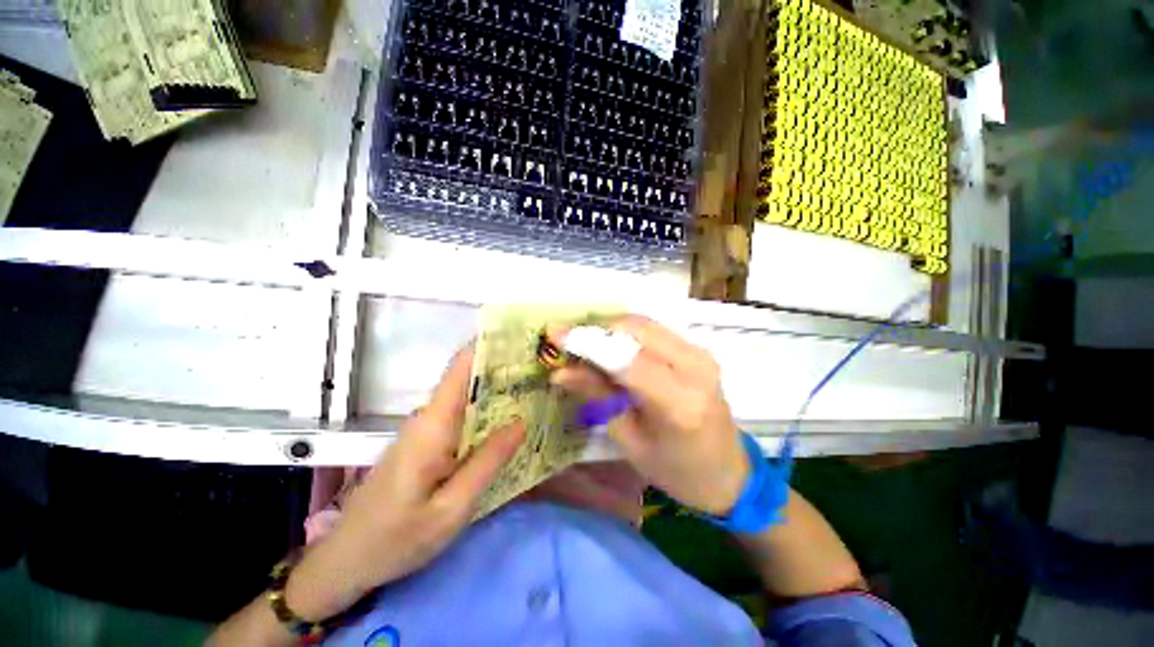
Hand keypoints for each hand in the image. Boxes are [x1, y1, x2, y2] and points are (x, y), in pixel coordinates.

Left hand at [285, 347, 524, 620]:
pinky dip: (489, 413)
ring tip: (537, 392)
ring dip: (501, 391)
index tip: (524, 341)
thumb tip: (521, 422)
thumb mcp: (451, 509)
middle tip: (544, 372)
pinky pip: (463, 416)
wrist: (346, 560)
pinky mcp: (428, 440)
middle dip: (506, 370)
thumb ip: (488, 462)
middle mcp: (429, 416)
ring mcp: (427, 428)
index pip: (461, 367)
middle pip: (470, 378)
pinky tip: (512, 423)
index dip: (490, 347)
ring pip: (469, 397)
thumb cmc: (396, 539)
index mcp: (433, 424)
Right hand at [548, 316, 748, 514]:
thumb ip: (597, 397)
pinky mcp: (699, 350)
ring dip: (610, 329)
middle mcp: (695, 368)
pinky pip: (654, 331)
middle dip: (597, 330)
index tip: (555, 335)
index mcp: (678, 403)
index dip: (587, 342)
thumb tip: (561, 371)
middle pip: (636, 329)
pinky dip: (627, 333)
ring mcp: (701, 354)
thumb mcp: (629, 440)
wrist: (730, 472)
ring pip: (644, 324)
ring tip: (585, 345)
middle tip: (568, 342)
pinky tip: (610, 347)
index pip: (626, 359)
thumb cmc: (677, 471)